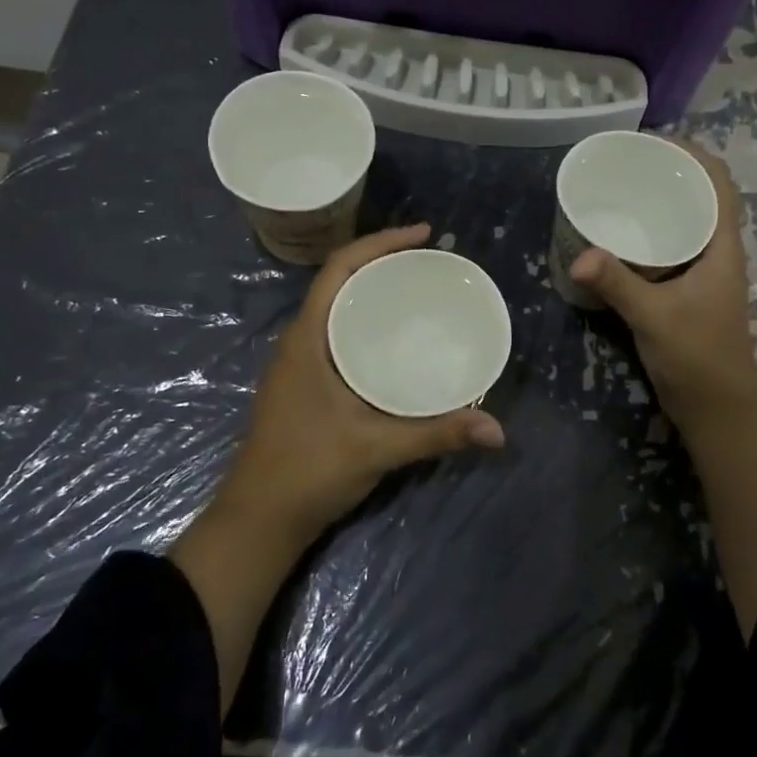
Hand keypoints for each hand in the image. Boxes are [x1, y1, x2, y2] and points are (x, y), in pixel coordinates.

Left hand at [217, 223, 506, 548]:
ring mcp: (299, 364)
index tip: (424, 235)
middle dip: (383, 262)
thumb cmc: (307, 472)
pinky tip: (397, 342)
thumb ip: (437, 434)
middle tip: (431, 263)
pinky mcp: (306, 385)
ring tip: (419, 292)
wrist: (258, 521)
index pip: (340, 268)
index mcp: (307, 338)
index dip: (380, 242)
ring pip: (339, 308)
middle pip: (341, 282)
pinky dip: (368, 323)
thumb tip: (498, 430)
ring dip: (373, 292)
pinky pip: (339, 334)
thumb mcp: (376, 448)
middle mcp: (300, 341)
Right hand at [570, 143, 756, 438]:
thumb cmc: (698, 357)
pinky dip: (650, 235)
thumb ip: (618, 284)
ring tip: (620, 190)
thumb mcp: (655, 316)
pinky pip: (670, 249)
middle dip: (670, 174)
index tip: (655, 142)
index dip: (694, 155)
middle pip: (701, 197)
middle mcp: (717, 253)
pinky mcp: (687, 293)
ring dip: (661, 204)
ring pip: (686, 223)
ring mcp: (703, 274)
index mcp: (722, 248)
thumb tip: (579, 254)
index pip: (719, 184)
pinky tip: (619, 239)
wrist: (717, 410)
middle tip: (626, 163)